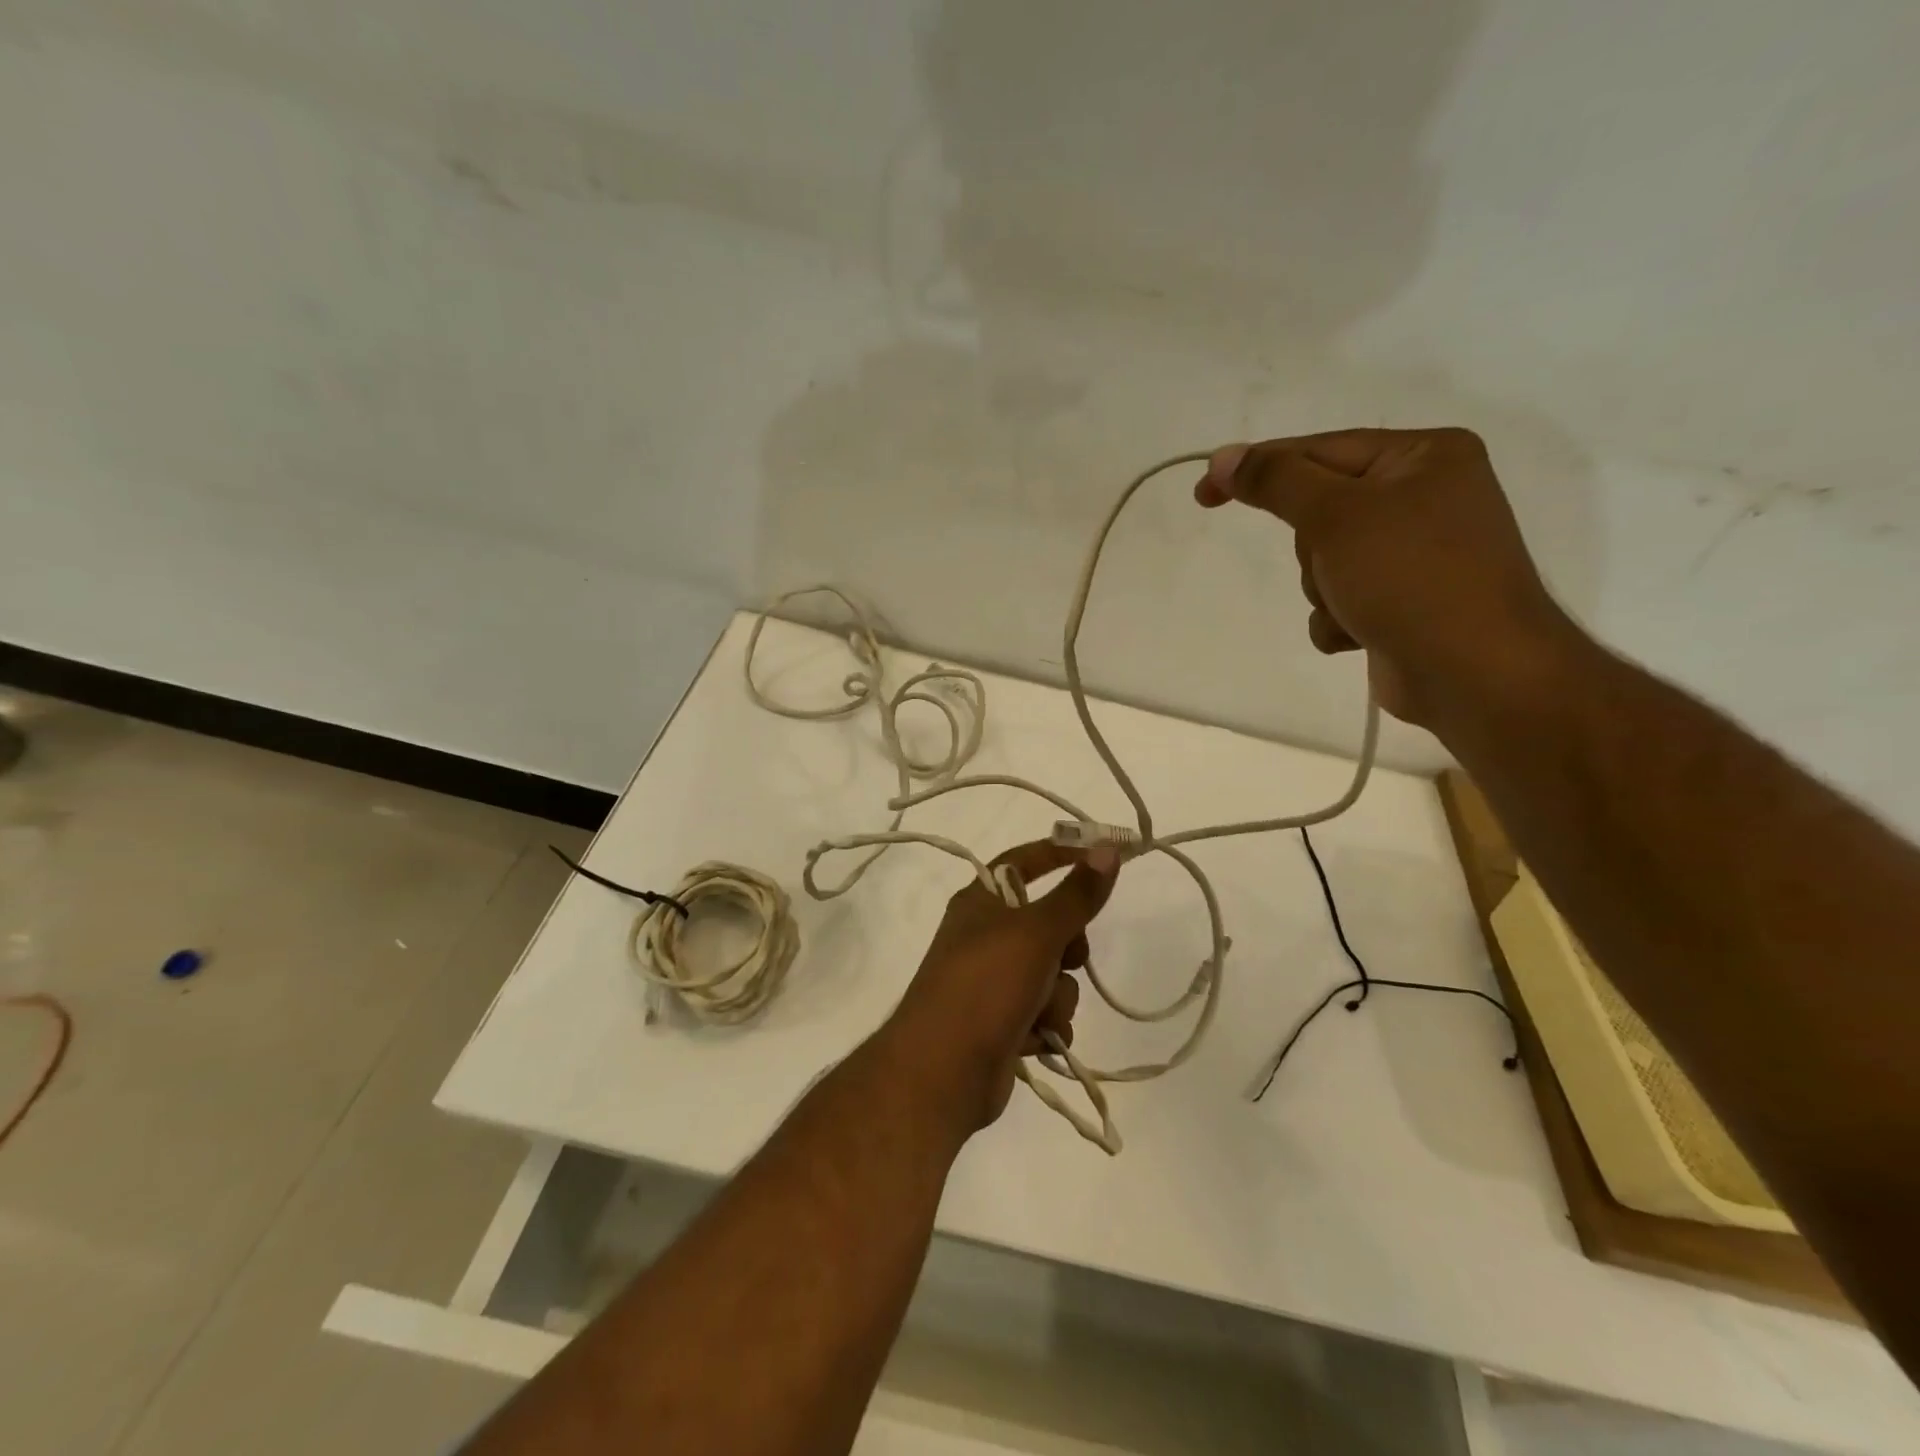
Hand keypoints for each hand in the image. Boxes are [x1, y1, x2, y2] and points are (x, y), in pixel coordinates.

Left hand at [884, 840, 1119, 1133]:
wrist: (943, 1071)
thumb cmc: (986, 984)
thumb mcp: (1036, 932)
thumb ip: (1077, 893)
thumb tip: (1108, 848)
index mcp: (982, 902)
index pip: (1025, 860)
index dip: (1062, 854)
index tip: (1104, 857)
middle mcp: (985, 936)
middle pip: (1050, 924)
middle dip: (1067, 949)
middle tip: (1065, 958)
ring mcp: (993, 982)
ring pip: (1054, 975)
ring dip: (1056, 997)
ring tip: (1038, 1012)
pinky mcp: (1003, 1023)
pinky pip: (1046, 1014)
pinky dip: (1046, 1026)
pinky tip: (1033, 1040)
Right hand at [1195, 427, 1576, 727]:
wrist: (1474, 672)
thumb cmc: (1410, 577)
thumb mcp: (1336, 516)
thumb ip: (1276, 481)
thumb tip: (1223, 457)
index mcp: (1424, 455)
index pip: (1320, 449)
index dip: (1258, 469)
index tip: (1204, 494)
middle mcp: (1425, 496)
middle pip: (1321, 509)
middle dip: (1312, 547)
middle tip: (1332, 565)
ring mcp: (1416, 552)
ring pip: (1324, 560)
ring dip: (1322, 589)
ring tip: (1354, 607)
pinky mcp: (1405, 600)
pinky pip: (1342, 599)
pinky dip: (1339, 618)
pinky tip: (1361, 633)